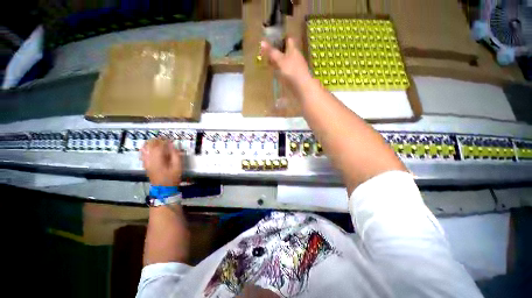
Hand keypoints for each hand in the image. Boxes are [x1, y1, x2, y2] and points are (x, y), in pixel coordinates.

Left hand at [140, 138, 181, 185]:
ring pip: (146, 147)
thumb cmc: (171, 179)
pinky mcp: (145, 164)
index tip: (170, 141)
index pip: (160, 143)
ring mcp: (146, 161)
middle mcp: (150, 157)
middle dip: (158, 140)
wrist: (163, 190)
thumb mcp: (177, 167)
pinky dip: (145, 149)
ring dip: (151, 143)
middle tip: (164, 141)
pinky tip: (149, 149)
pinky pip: (143, 154)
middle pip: (152, 143)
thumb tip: (172, 145)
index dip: (166, 140)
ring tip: (157, 143)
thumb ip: (175, 154)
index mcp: (158, 157)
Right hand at [260, 37, 313, 98]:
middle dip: (277, 48)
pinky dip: (279, 67)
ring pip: (285, 58)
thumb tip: (262, 41)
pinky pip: (285, 67)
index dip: (282, 36)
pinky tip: (274, 69)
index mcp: (293, 50)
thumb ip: (271, 51)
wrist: (303, 88)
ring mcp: (295, 65)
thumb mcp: (279, 60)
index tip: (273, 35)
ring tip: (267, 58)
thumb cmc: (292, 71)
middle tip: (266, 48)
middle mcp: (295, 56)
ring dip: (277, 58)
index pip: (288, 39)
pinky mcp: (294, 74)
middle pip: (286, 49)